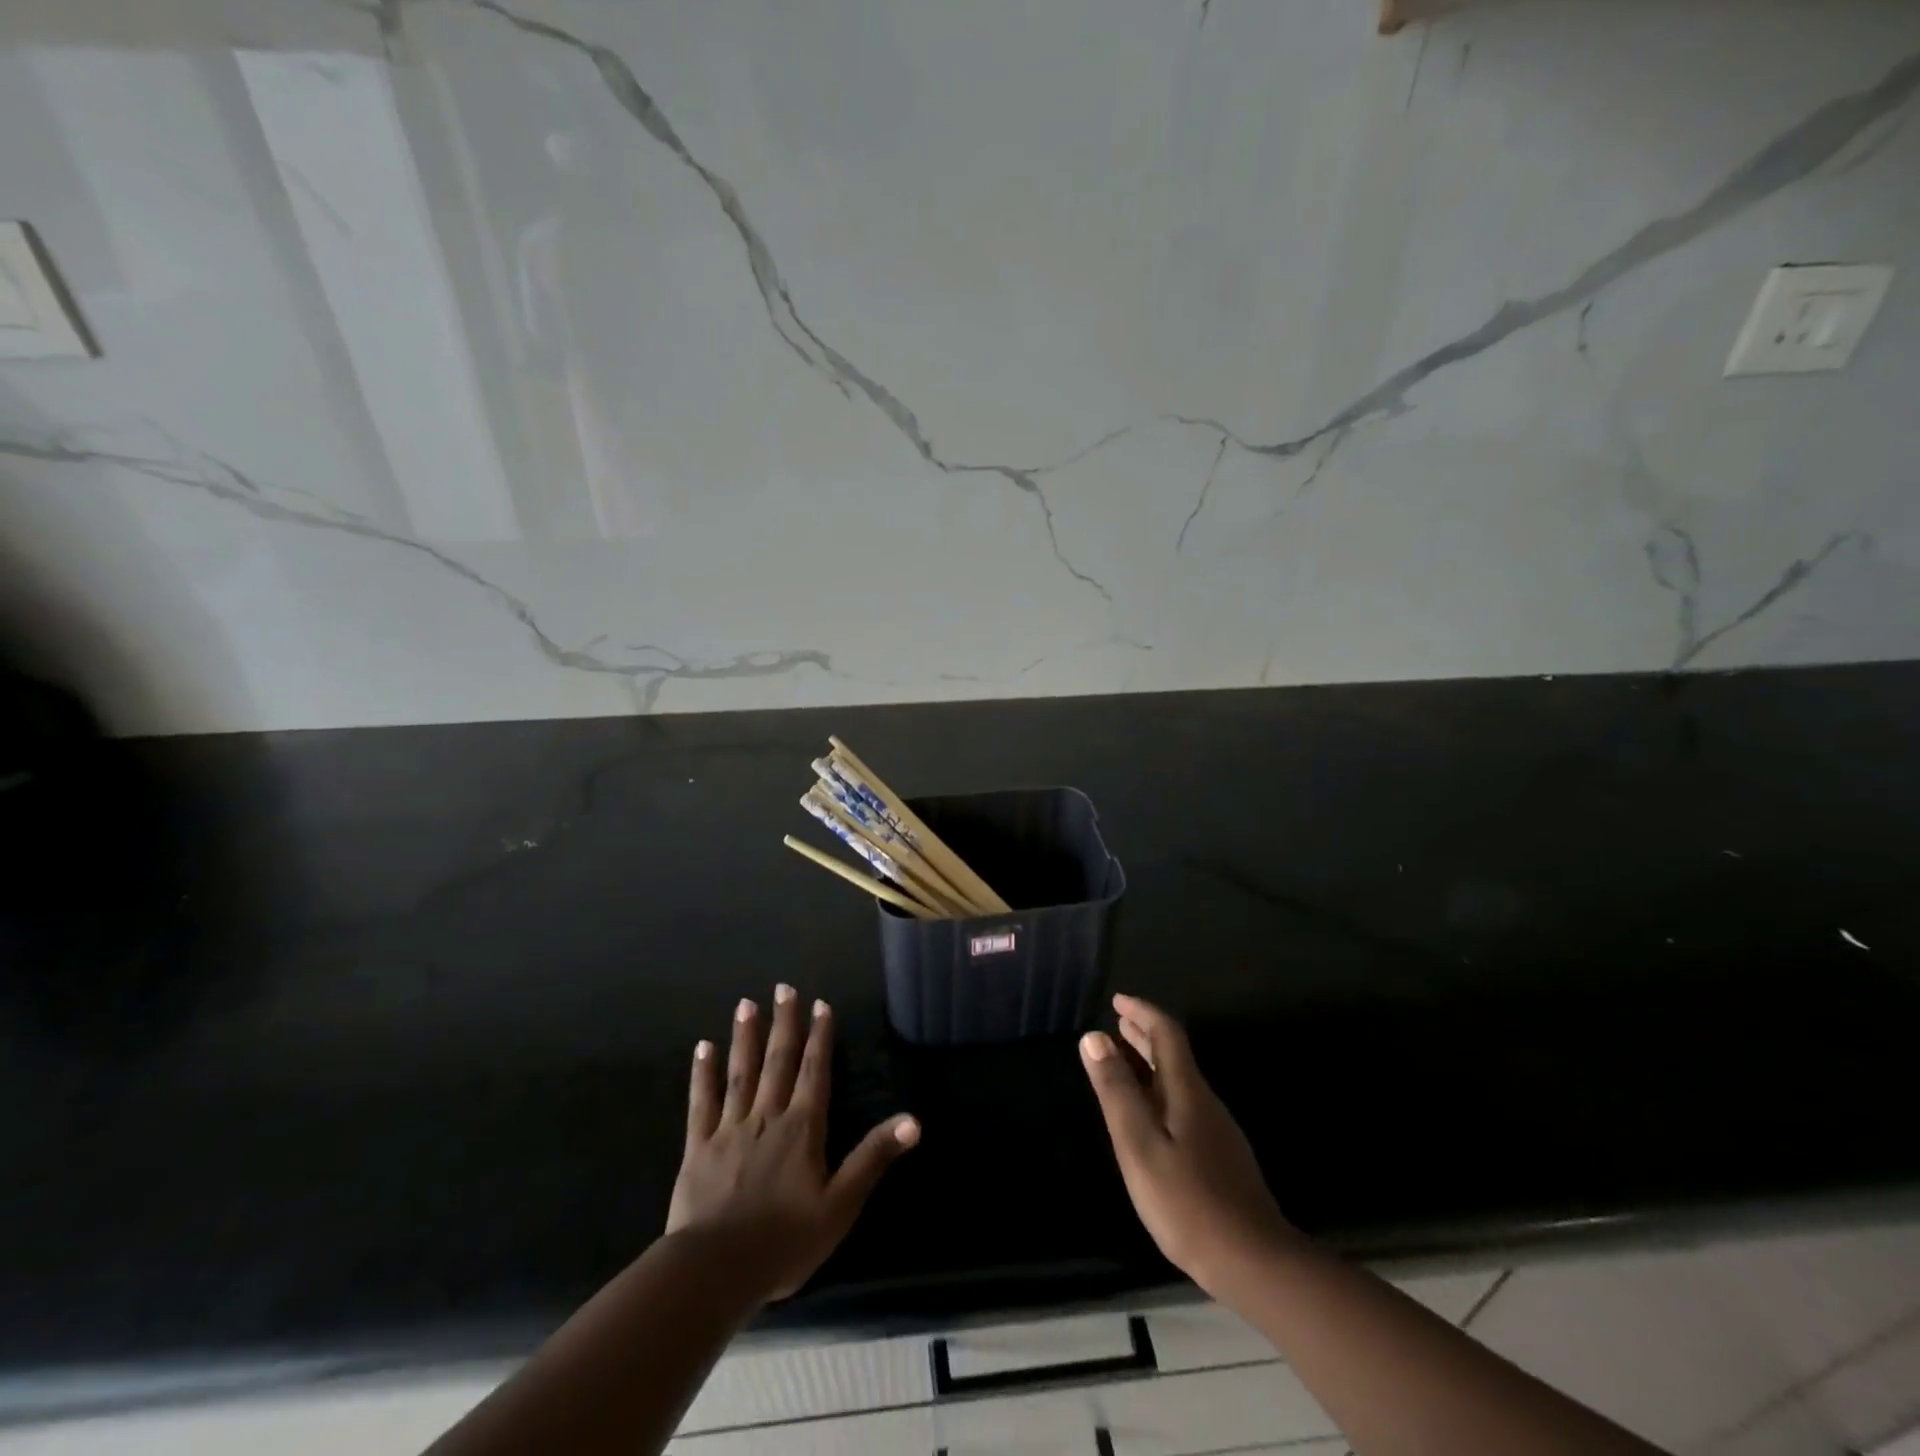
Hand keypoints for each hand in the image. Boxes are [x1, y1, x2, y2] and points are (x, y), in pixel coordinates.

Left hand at [668, 986, 918, 1302]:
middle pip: (778, 1061)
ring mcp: (730, 1128)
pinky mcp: (698, 1147)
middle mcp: (768, 1116)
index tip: (821, 1004)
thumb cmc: (785, 1241)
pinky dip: (703, 1073)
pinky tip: (703, 1048)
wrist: (715, 1270)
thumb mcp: (841, 1205)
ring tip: (747, 1003)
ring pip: (741, 1072)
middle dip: (784, 1023)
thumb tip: (913, 1120)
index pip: (815, 1071)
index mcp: (803, 1128)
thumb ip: (873, 1158)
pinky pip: (702, 1102)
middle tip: (784, 988)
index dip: (820, 1037)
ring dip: (745, 1036)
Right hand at [1080, 993, 1290, 1296]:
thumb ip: (1116, 1091)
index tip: (1117, 1001)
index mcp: (1186, 1090)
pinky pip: (1183, 1104)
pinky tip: (1149, 1112)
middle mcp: (1204, 1101)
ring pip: (1178, 1080)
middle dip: (1144, 1034)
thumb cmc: (1187, 1201)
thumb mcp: (1139, 1144)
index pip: (1166, 1033)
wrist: (1255, 1262)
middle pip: (1174, 1055)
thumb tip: (1094, 1037)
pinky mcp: (1219, 1157)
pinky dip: (1159, 1090)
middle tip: (1117, 1023)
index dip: (1142, 1012)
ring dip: (1151, 1062)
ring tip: (1125, 1058)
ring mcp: (1215, 1131)